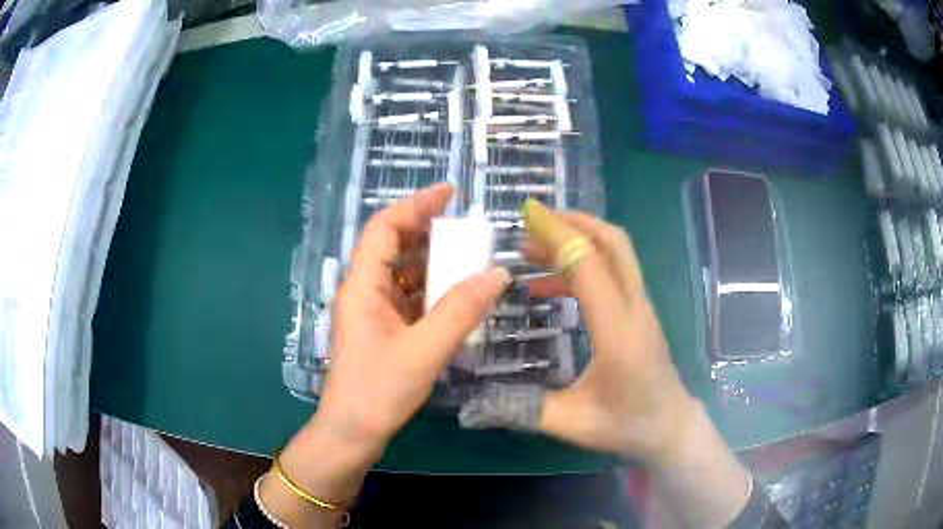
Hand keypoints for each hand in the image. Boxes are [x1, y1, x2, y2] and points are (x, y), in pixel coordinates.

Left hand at [314, 182, 509, 457]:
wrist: (353, 433)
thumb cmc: (378, 391)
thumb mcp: (424, 351)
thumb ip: (461, 311)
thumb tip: (497, 274)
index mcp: (362, 286)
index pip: (383, 228)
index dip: (414, 205)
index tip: (449, 193)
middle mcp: (364, 291)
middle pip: (393, 246)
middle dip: (428, 232)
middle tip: (466, 230)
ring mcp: (373, 311)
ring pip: (403, 272)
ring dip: (433, 263)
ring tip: (468, 258)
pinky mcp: (383, 329)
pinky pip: (409, 297)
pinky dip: (432, 290)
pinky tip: (457, 295)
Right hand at [523, 204, 698, 463]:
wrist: (672, 428)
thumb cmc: (627, 426)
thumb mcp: (572, 423)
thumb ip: (524, 408)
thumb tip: (476, 400)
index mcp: (618, 333)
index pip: (590, 266)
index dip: (559, 235)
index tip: (527, 215)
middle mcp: (635, 309)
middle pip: (614, 243)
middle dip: (574, 222)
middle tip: (533, 221)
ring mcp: (641, 308)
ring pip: (617, 254)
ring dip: (578, 241)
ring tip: (533, 250)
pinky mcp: (640, 312)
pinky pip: (614, 274)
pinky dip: (583, 266)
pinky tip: (551, 287)